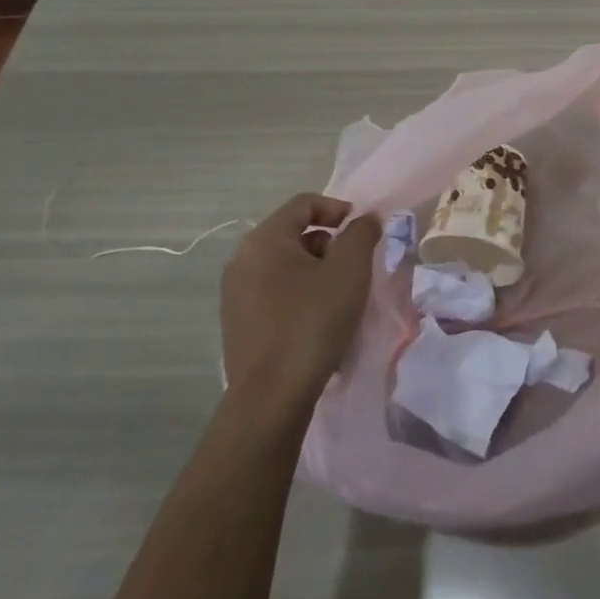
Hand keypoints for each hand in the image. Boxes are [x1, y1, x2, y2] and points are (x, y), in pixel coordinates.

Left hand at [219, 194, 380, 408]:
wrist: (272, 395)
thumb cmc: (313, 321)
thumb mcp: (350, 270)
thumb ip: (361, 233)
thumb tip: (365, 219)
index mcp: (264, 240)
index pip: (304, 203)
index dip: (338, 208)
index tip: (362, 230)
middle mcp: (241, 259)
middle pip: (292, 233)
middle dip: (328, 242)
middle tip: (354, 265)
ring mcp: (234, 293)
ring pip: (283, 264)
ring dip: (315, 269)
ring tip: (339, 294)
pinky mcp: (237, 322)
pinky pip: (273, 291)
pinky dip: (298, 292)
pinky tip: (317, 318)